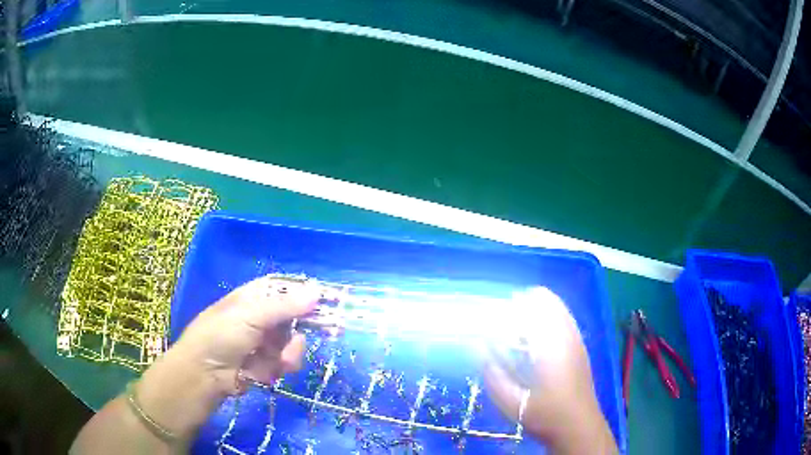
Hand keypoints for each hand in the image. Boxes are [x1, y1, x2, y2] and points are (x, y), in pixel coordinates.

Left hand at [135, 276, 318, 440]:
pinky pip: (285, 362)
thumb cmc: (222, 336)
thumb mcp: (252, 315)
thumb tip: (317, 291)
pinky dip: (279, 367)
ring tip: (278, 361)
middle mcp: (261, 317)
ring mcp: (264, 342)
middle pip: (295, 318)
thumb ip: (285, 306)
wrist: (205, 374)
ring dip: (289, 353)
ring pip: (293, 343)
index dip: (305, 294)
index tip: (328, 301)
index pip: (285, 289)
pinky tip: (267, 371)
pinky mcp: (266, 364)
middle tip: (322, 334)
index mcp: (254, 297)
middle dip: (302, 330)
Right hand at [482, 287, 617, 454]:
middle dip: (525, 303)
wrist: (580, 427)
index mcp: (552, 345)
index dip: (514, 303)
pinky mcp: (580, 349)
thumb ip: (493, 374)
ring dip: (537, 311)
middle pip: (549, 301)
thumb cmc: (547, 416)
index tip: (496, 312)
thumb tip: (477, 347)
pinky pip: (564, 321)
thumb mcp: (513, 402)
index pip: (535, 306)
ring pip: (558, 309)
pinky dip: (548, 320)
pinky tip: (536, 340)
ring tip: (517, 326)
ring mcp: (577, 341)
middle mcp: (568, 336)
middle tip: (505, 319)